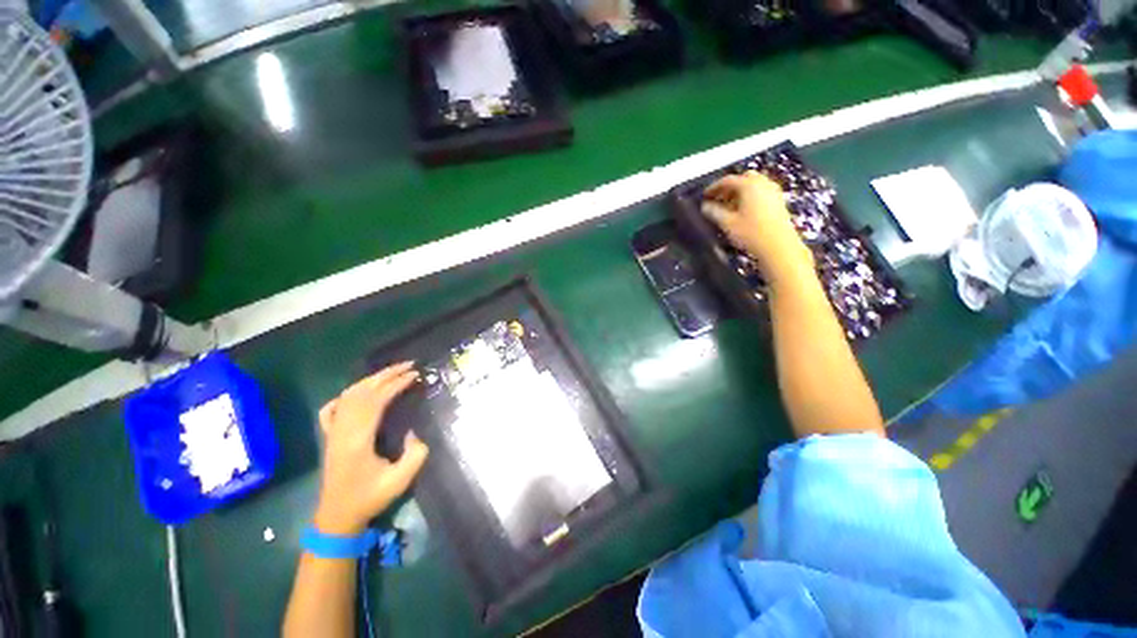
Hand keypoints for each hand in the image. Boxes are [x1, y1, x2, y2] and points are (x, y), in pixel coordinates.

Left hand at [313, 362, 429, 535]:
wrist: (338, 516)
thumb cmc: (370, 498)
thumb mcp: (401, 480)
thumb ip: (415, 454)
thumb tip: (414, 431)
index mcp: (358, 439)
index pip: (377, 401)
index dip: (396, 384)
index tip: (415, 375)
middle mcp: (343, 431)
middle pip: (362, 392)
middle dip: (387, 374)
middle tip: (409, 365)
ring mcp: (333, 433)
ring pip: (348, 396)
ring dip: (371, 380)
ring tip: (391, 372)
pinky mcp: (329, 437)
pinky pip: (332, 409)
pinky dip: (345, 396)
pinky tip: (356, 392)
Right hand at [701, 173, 813, 285]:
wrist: (779, 246)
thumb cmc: (751, 233)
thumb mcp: (727, 223)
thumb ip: (714, 212)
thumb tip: (704, 206)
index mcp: (749, 185)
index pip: (728, 180)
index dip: (714, 187)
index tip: (704, 196)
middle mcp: (763, 183)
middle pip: (743, 178)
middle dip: (729, 187)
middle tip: (718, 199)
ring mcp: (773, 191)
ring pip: (753, 184)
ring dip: (740, 191)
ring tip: (729, 206)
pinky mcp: (779, 201)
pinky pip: (761, 192)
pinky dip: (750, 196)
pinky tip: (743, 210)